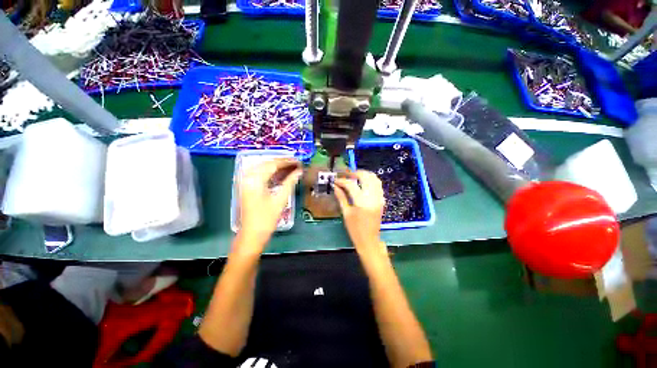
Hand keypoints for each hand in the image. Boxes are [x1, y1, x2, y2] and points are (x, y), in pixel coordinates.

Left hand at [237, 159, 301, 251]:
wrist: (252, 234)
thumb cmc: (267, 218)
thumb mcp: (280, 199)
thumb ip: (290, 182)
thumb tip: (299, 171)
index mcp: (255, 180)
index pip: (272, 164)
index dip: (286, 161)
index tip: (298, 161)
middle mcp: (248, 177)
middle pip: (266, 163)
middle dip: (282, 162)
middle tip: (296, 164)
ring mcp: (245, 181)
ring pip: (262, 167)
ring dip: (276, 166)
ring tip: (290, 167)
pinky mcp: (247, 186)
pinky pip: (259, 173)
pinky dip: (270, 172)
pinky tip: (280, 173)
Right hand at [334, 170, 386, 256]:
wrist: (370, 240)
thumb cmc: (355, 229)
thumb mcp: (346, 213)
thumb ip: (341, 197)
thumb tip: (335, 186)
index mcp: (361, 202)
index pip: (351, 185)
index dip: (342, 181)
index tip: (336, 180)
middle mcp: (372, 197)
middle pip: (365, 177)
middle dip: (355, 173)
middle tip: (346, 175)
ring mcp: (379, 198)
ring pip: (374, 178)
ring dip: (364, 175)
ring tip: (355, 177)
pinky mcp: (382, 200)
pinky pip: (378, 185)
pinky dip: (371, 180)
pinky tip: (364, 183)